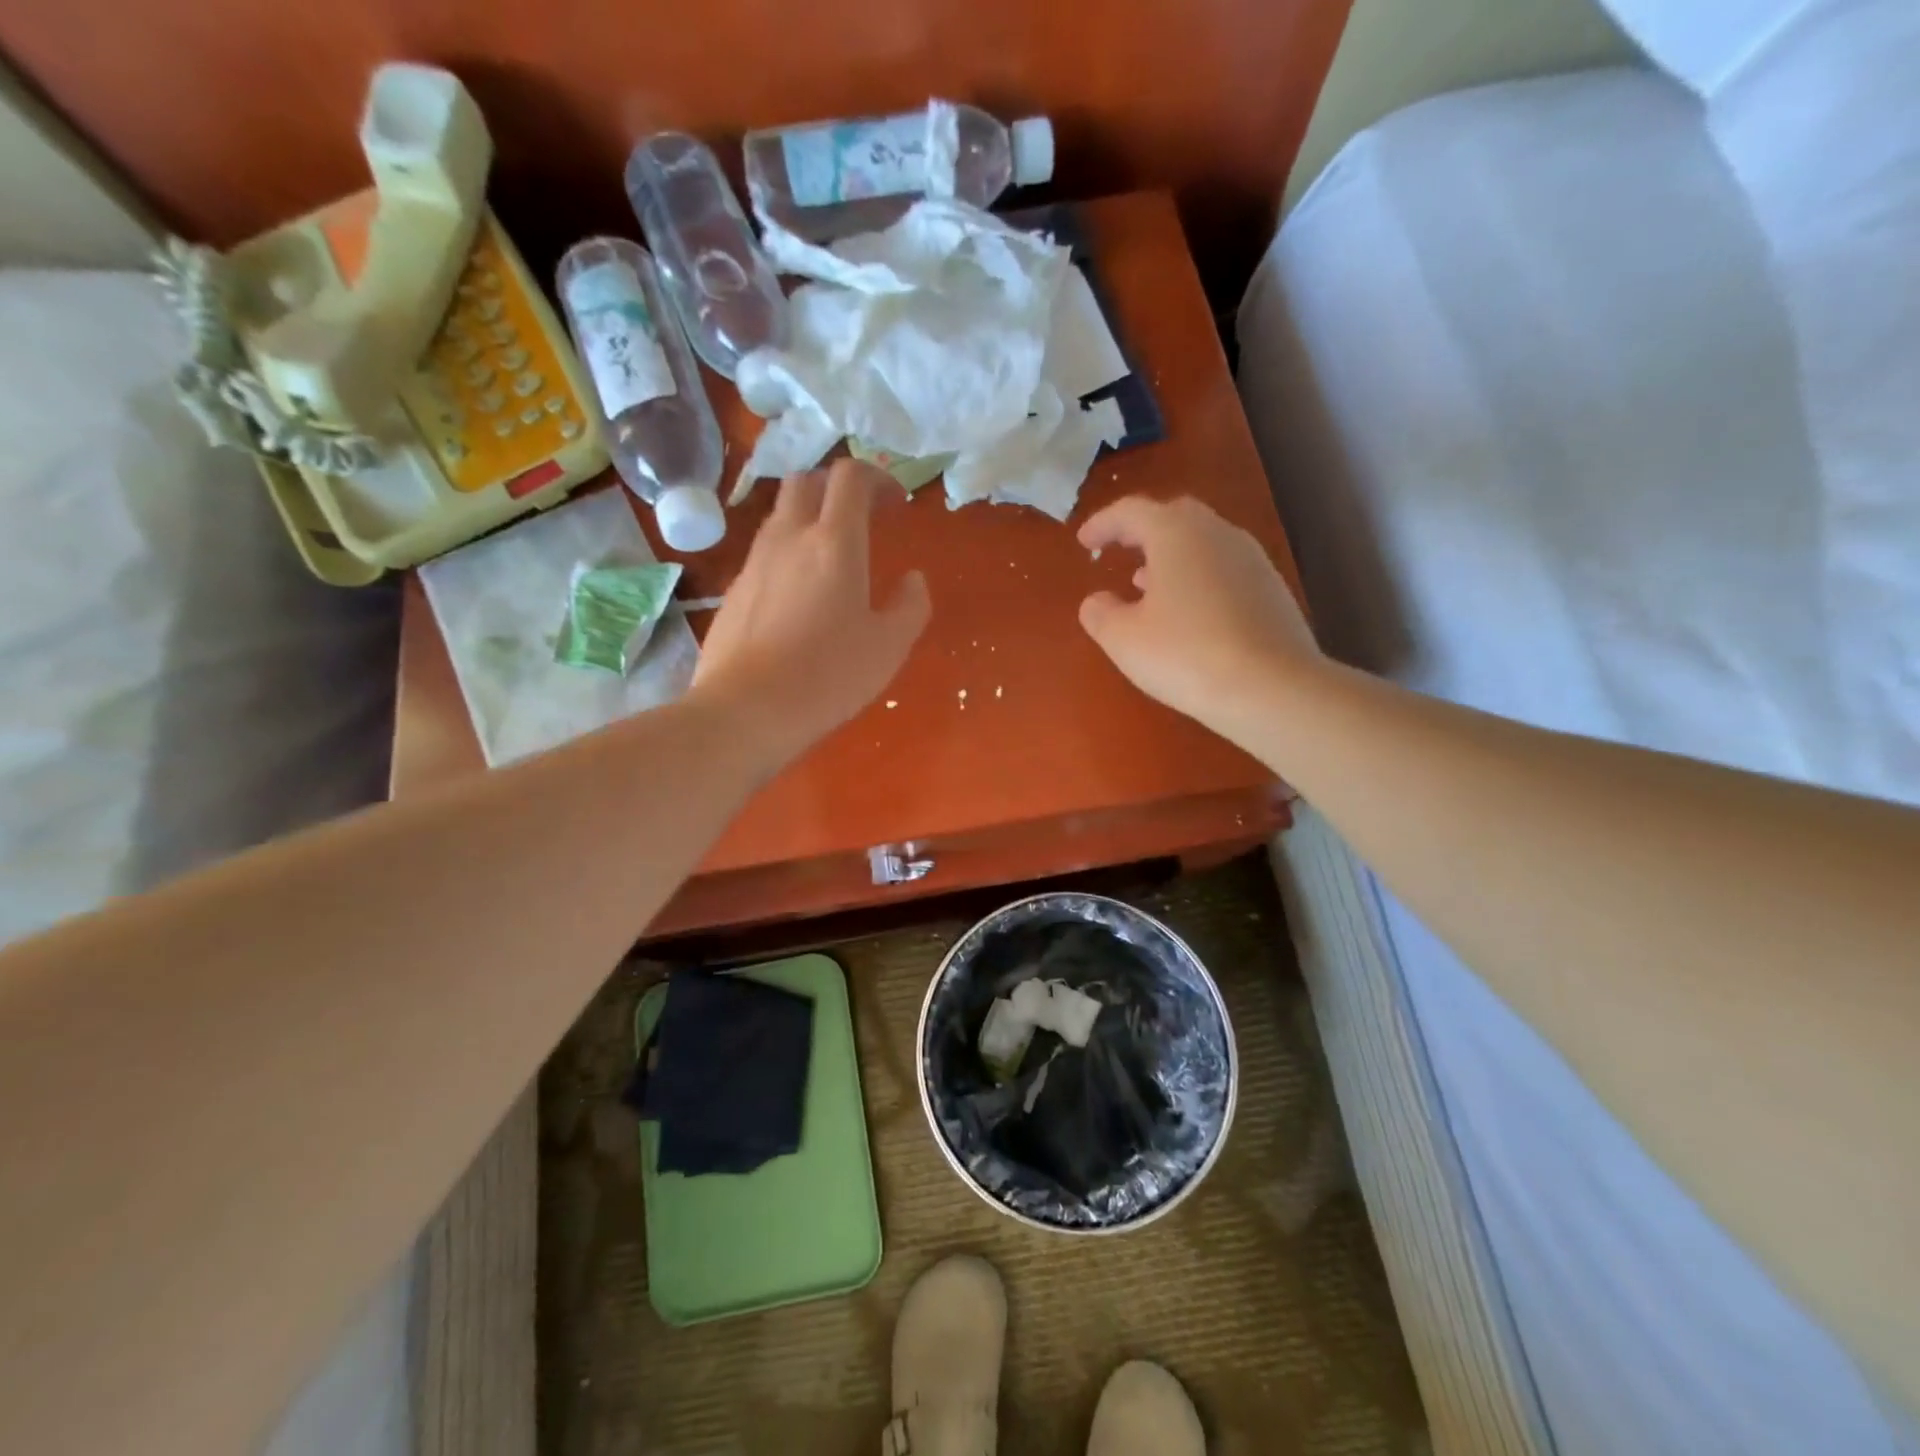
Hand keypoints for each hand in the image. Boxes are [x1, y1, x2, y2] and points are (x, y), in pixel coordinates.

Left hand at [691, 460, 930, 765]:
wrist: (747, 708)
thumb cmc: (828, 675)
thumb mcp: (889, 646)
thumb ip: (910, 606)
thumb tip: (913, 580)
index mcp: (834, 543)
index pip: (850, 477)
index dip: (877, 478)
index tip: (896, 504)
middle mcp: (789, 537)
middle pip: (807, 481)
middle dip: (837, 488)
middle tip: (861, 518)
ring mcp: (755, 562)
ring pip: (781, 515)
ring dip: (809, 519)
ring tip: (831, 557)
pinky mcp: (733, 589)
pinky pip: (764, 553)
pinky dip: (787, 554)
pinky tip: (799, 596)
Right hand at [1078, 495, 1320, 737]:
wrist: (1273, 687)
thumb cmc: (1186, 654)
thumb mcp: (1124, 639)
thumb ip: (1101, 613)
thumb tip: (1097, 601)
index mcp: (1176, 533)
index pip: (1132, 511)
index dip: (1103, 524)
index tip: (1083, 542)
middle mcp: (1218, 533)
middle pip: (1173, 516)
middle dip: (1142, 531)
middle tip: (1119, 549)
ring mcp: (1251, 559)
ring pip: (1202, 543)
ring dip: (1170, 556)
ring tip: (1146, 583)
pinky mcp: (1272, 589)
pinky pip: (1223, 569)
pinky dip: (1197, 578)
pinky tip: (1187, 612)